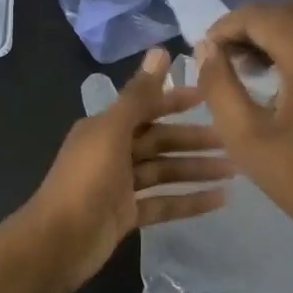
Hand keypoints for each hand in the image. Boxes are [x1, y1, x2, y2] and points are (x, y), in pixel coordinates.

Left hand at [18, 47, 233, 292]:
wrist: (59, 242)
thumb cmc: (86, 180)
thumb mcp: (112, 131)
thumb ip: (139, 95)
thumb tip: (161, 50)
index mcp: (105, 128)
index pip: (147, 108)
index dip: (176, 100)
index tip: (210, 97)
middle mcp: (112, 152)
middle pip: (160, 141)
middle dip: (193, 140)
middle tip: (232, 140)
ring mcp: (120, 186)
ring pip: (165, 172)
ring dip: (196, 170)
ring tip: (234, 171)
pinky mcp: (127, 215)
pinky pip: (164, 203)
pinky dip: (190, 201)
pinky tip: (220, 200)